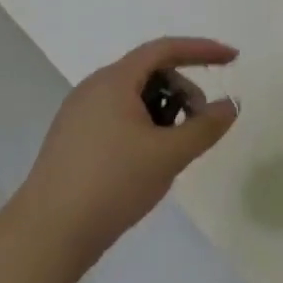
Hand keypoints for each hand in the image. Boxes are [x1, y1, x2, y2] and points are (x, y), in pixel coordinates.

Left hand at [18, 37, 239, 266]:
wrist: (49, 233)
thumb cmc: (113, 183)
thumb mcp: (169, 154)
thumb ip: (205, 126)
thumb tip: (230, 104)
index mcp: (114, 81)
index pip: (165, 50)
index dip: (202, 51)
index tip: (233, 58)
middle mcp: (93, 88)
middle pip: (149, 72)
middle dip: (183, 90)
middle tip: (201, 124)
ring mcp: (79, 114)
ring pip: (133, 97)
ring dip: (164, 111)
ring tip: (175, 147)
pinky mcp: (73, 139)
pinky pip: (117, 116)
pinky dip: (144, 125)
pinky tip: (150, 159)